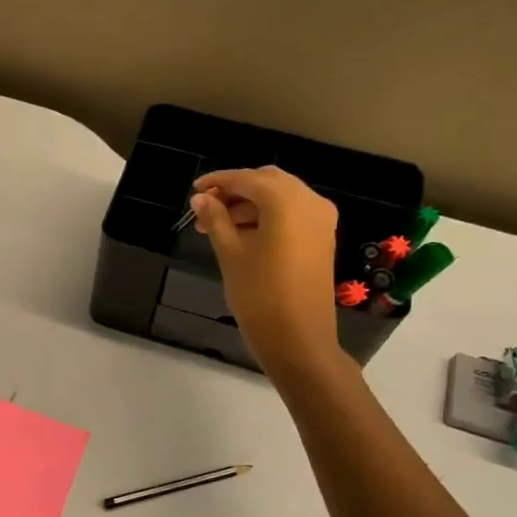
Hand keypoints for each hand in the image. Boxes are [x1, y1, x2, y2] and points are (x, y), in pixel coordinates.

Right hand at [190, 167, 343, 377]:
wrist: (298, 338)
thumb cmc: (259, 294)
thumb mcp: (231, 254)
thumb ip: (216, 220)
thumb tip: (201, 198)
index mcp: (286, 201)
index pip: (246, 179)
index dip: (218, 181)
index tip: (194, 191)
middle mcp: (309, 201)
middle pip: (267, 182)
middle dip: (235, 191)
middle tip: (206, 209)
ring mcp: (320, 219)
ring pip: (280, 197)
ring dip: (249, 204)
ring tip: (218, 227)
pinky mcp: (322, 237)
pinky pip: (292, 213)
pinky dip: (268, 216)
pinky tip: (243, 234)